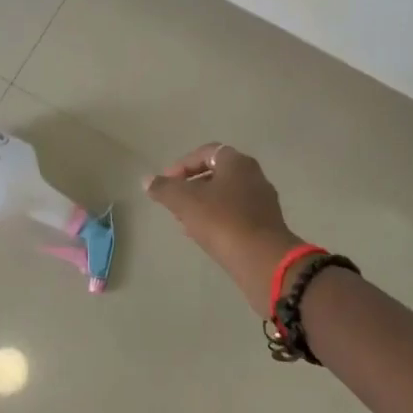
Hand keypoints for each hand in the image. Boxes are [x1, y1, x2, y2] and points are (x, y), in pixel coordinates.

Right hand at [145, 144, 302, 313]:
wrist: (262, 260)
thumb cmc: (222, 221)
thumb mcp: (186, 202)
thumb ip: (164, 189)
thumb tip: (146, 180)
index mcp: (237, 162)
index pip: (206, 152)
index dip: (182, 165)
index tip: (166, 182)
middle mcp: (254, 176)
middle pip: (217, 174)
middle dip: (192, 186)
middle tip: (174, 202)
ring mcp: (263, 201)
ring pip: (226, 196)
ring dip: (204, 205)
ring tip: (184, 222)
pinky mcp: (266, 225)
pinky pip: (236, 215)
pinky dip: (218, 220)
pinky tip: (205, 236)